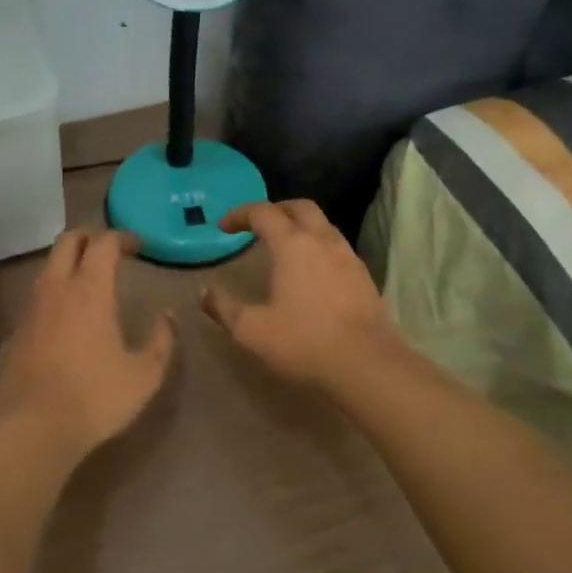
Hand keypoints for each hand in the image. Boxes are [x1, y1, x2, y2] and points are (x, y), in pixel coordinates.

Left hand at [0, 229, 176, 456]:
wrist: (33, 428)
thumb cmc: (95, 398)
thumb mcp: (144, 375)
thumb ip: (161, 340)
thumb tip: (166, 316)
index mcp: (90, 290)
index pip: (103, 243)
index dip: (122, 238)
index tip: (140, 247)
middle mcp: (57, 288)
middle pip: (67, 241)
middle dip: (90, 237)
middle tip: (111, 250)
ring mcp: (33, 307)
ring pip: (49, 264)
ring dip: (69, 260)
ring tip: (90, 278)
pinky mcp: (18, 329)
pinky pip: (39, 292)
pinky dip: (56, 287)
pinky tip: (68, 311)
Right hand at [201, 200, 401, 391]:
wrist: (367, 365)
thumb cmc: (304, 342)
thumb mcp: (252, 330)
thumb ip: (224, 308)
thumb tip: (204, 292)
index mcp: (292, 245)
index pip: (263, 213)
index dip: (240, 214)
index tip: (223, 227)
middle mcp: (322, 241)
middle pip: (300, 207)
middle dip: (275, 209)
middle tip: (257, 225)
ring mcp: (348, 256)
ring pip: (323, 224)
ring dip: (300, 225)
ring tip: (283, 246)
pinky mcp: (364, 276)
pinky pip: (337, 246)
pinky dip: (318, 245)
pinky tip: (311, 271)